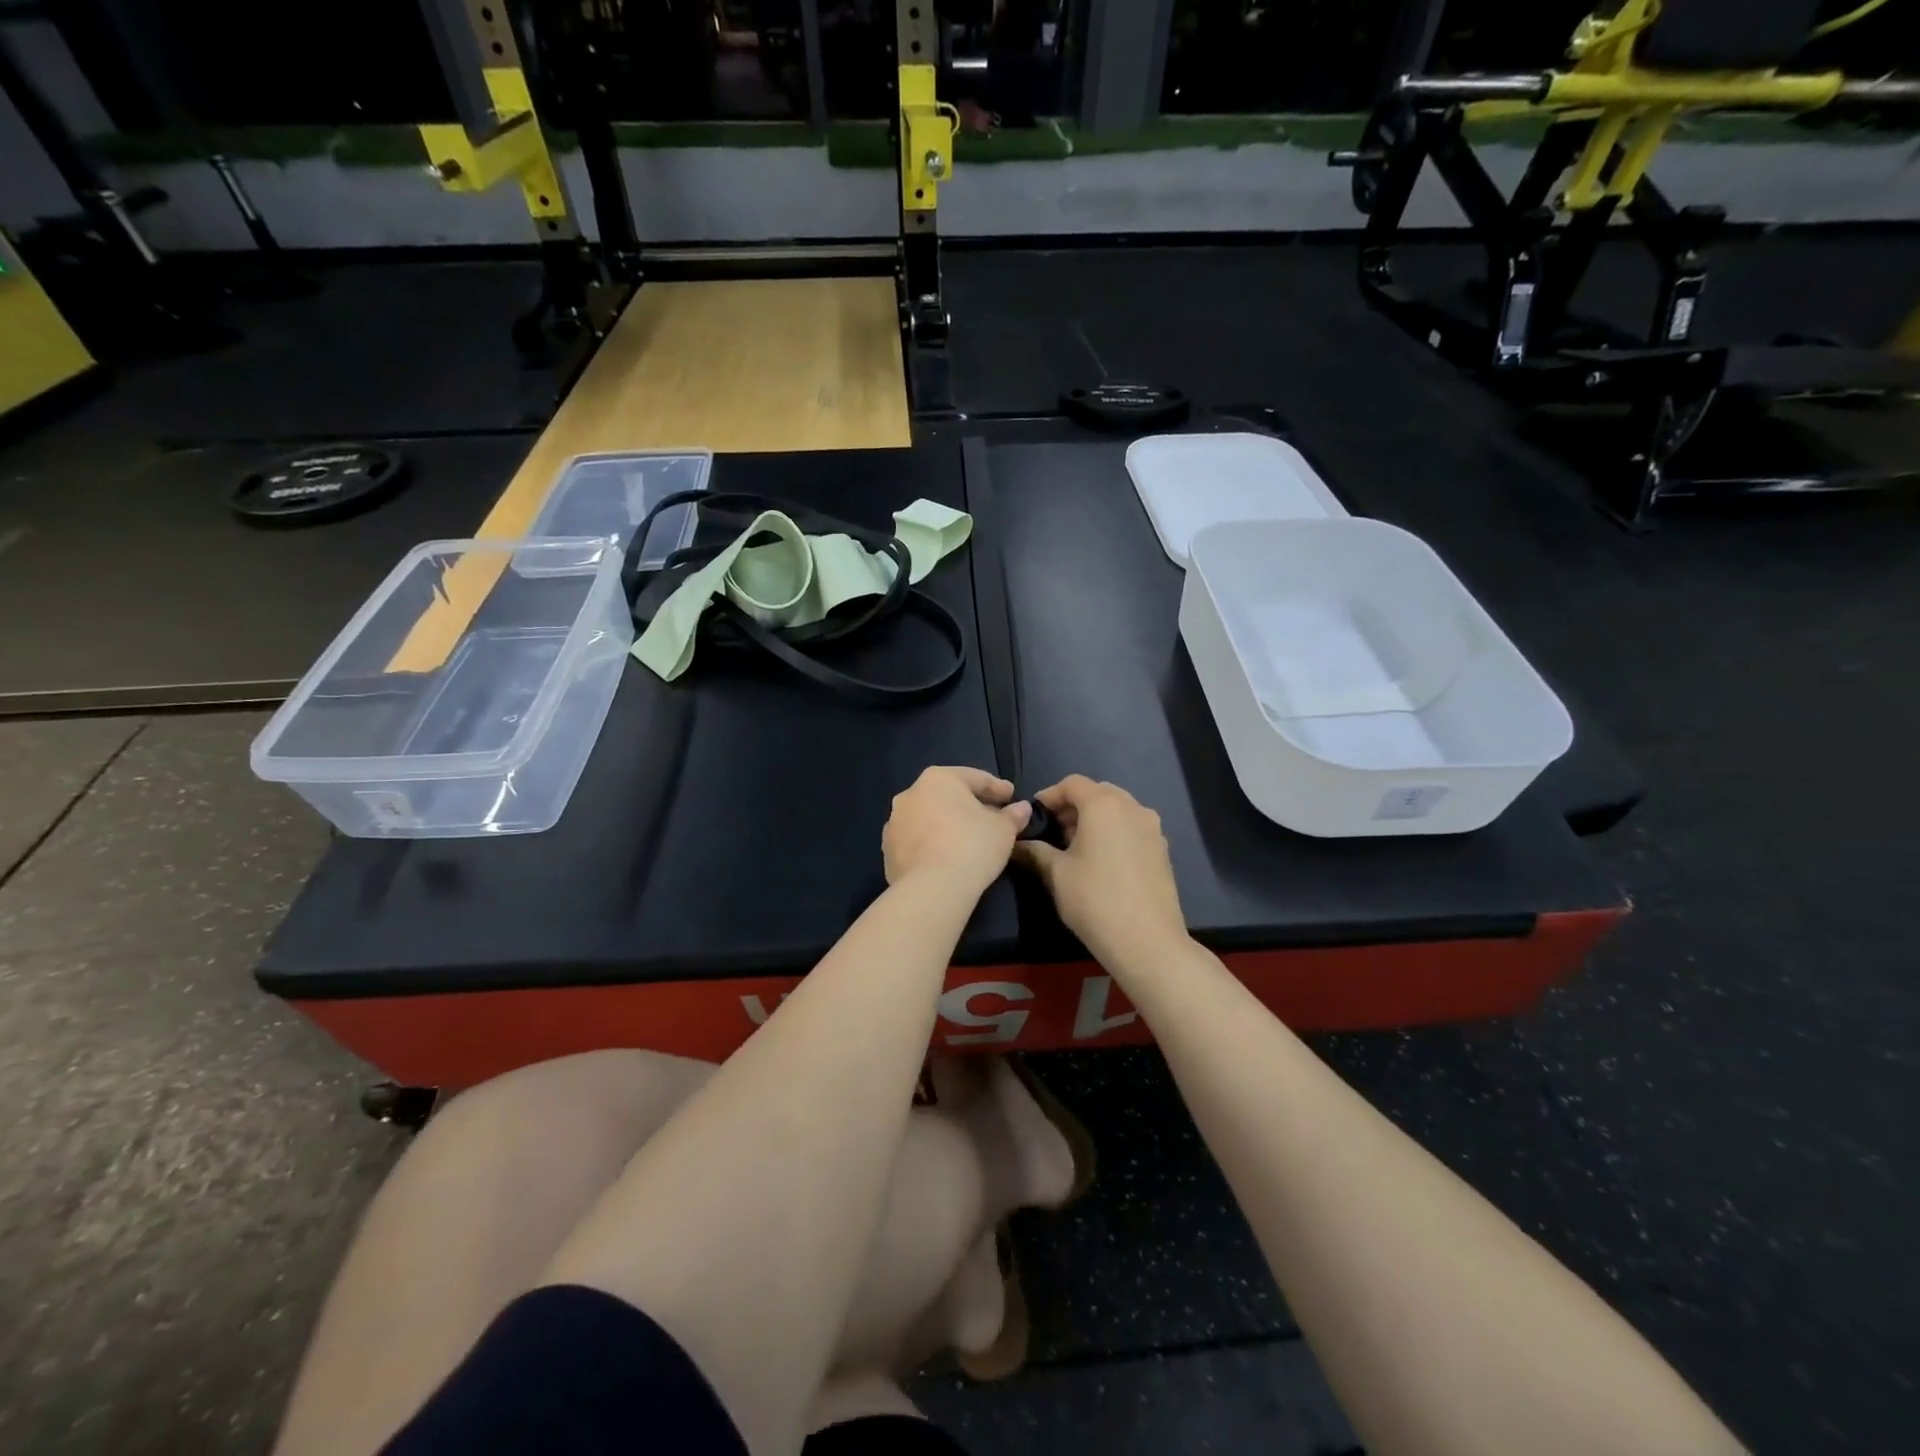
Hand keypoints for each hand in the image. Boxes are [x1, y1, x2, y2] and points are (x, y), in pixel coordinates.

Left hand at [883, 766, 1031, 891]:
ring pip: (929, 818)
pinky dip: (932, 844)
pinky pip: (917, 841)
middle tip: (992, 817)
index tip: (1011, 797)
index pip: (974, 778)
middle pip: (948, 796)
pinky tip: (947, 857)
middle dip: (970, 805)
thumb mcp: (1003, 830)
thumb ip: (1012, 815)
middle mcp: (910, 794)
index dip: (996, 788)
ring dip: (947, 824)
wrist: (931, 888)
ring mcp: (894, 823)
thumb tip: (1021, 808)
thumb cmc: (972, 846)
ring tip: (968, 840)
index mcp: (938, 779)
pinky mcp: (888, 851)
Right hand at [1015, 776, 1187, 968]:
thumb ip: (1035, 851)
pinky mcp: (1162, 849)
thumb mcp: (1056, 874)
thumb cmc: (1094, 900)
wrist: (1146, 941)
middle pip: (1098, 792)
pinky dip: (1114, 831)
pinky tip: (1101, 859)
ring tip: (1075, 846)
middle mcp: (1132, 807)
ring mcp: (1152, 828)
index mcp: (1103, 804)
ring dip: (1094, 818)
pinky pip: (1132, 827)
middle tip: (1054, 830)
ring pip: (1118, 809)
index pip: (1072, 783)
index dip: (1050, 795)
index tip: (1034, 814)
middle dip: (1073, 805)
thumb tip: (1016, 844)